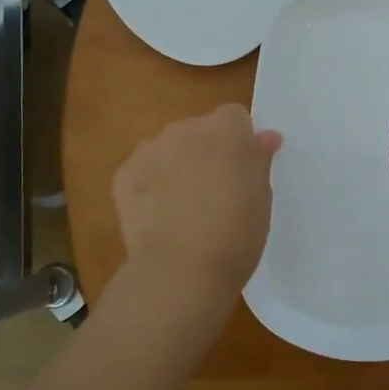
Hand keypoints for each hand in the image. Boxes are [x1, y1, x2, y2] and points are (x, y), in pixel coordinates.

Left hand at [110, 104, 281, 345]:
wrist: (180, 271)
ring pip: (168, 148)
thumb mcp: (261, 198)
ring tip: (182, 208)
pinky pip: (141, 171)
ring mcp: (150, 149)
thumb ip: (259, 160)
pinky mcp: (123, 174)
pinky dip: (148, 186)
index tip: (242, 172)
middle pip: (199, 130)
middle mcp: (185, 129)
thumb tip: (265, 137)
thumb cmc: (235, 235)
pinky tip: (157, 217)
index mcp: (226, 130)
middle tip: (213, 192)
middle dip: (205, 152)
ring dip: (176, 166)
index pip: (235, 118)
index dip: (239, 143)